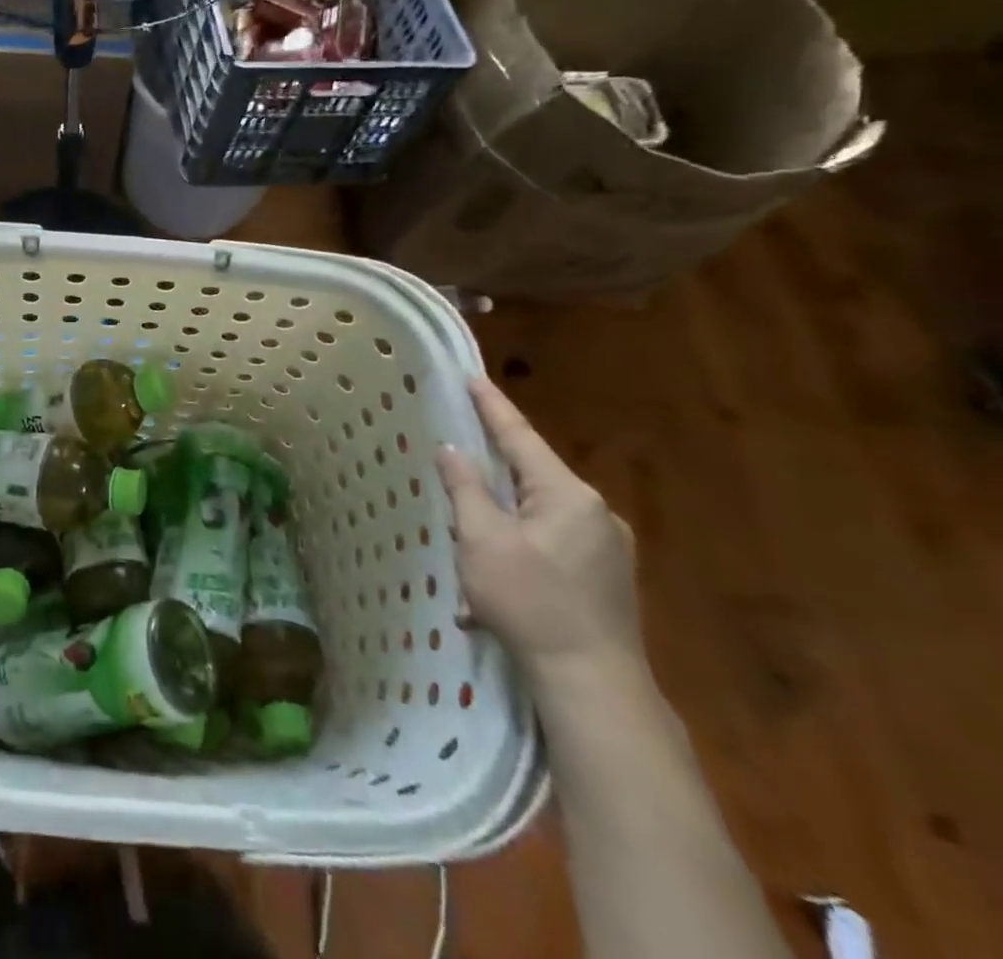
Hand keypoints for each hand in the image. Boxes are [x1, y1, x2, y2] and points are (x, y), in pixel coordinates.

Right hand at [438, 378, 642, 686]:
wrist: (594, 685)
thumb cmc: (531, 601)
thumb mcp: (481, 540)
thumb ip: (466, 488)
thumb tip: (453, 450)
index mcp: (567, 494)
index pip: (520, 437)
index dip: (492, 406)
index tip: (471, 376)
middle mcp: (596, 512)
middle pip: (532, 475)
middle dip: (494, 470)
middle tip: (459, 456)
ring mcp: (609, 547)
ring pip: (541, 513)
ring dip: (505, 518)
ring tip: (472, 538)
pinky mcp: (609, 578)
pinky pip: (555, 543)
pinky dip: (523, 547)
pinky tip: (501, 580)